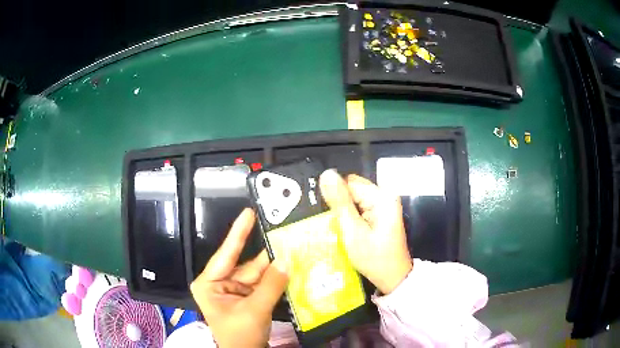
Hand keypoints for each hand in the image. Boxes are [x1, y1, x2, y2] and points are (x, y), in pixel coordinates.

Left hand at [190, 209, 287, 347]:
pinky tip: (290, 267)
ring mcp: (234, 290)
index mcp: (209, 284)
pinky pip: (263, 283)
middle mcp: (220, 283)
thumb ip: (271, 285)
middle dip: (266, 255)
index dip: (239, 233)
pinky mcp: (247, 297)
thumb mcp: (254, 311)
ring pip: (258, 274)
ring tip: (293, 249)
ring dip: (275, 266)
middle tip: (284, 234)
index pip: (226, 254)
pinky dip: (276, 278)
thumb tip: (286, 259)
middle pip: (246, 265)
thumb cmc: (240, 336)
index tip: (249, 212)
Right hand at [319, 170, 411, 294]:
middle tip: (334, 225)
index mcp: (381, 197)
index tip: (328, 215)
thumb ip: (340, 202)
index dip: (335, 197)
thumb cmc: (374, 257)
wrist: (392, 278)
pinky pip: (359, 209)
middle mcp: (384, 197)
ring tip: (339, 229)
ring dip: (344, 213)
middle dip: (339, 205)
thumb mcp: (353, 231)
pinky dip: (350, 218)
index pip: (349, 183)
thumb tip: (326, 174)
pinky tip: (346, 231)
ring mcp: (383, 206)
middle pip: (352, 190)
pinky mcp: (380, 215)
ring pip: (354, 200)